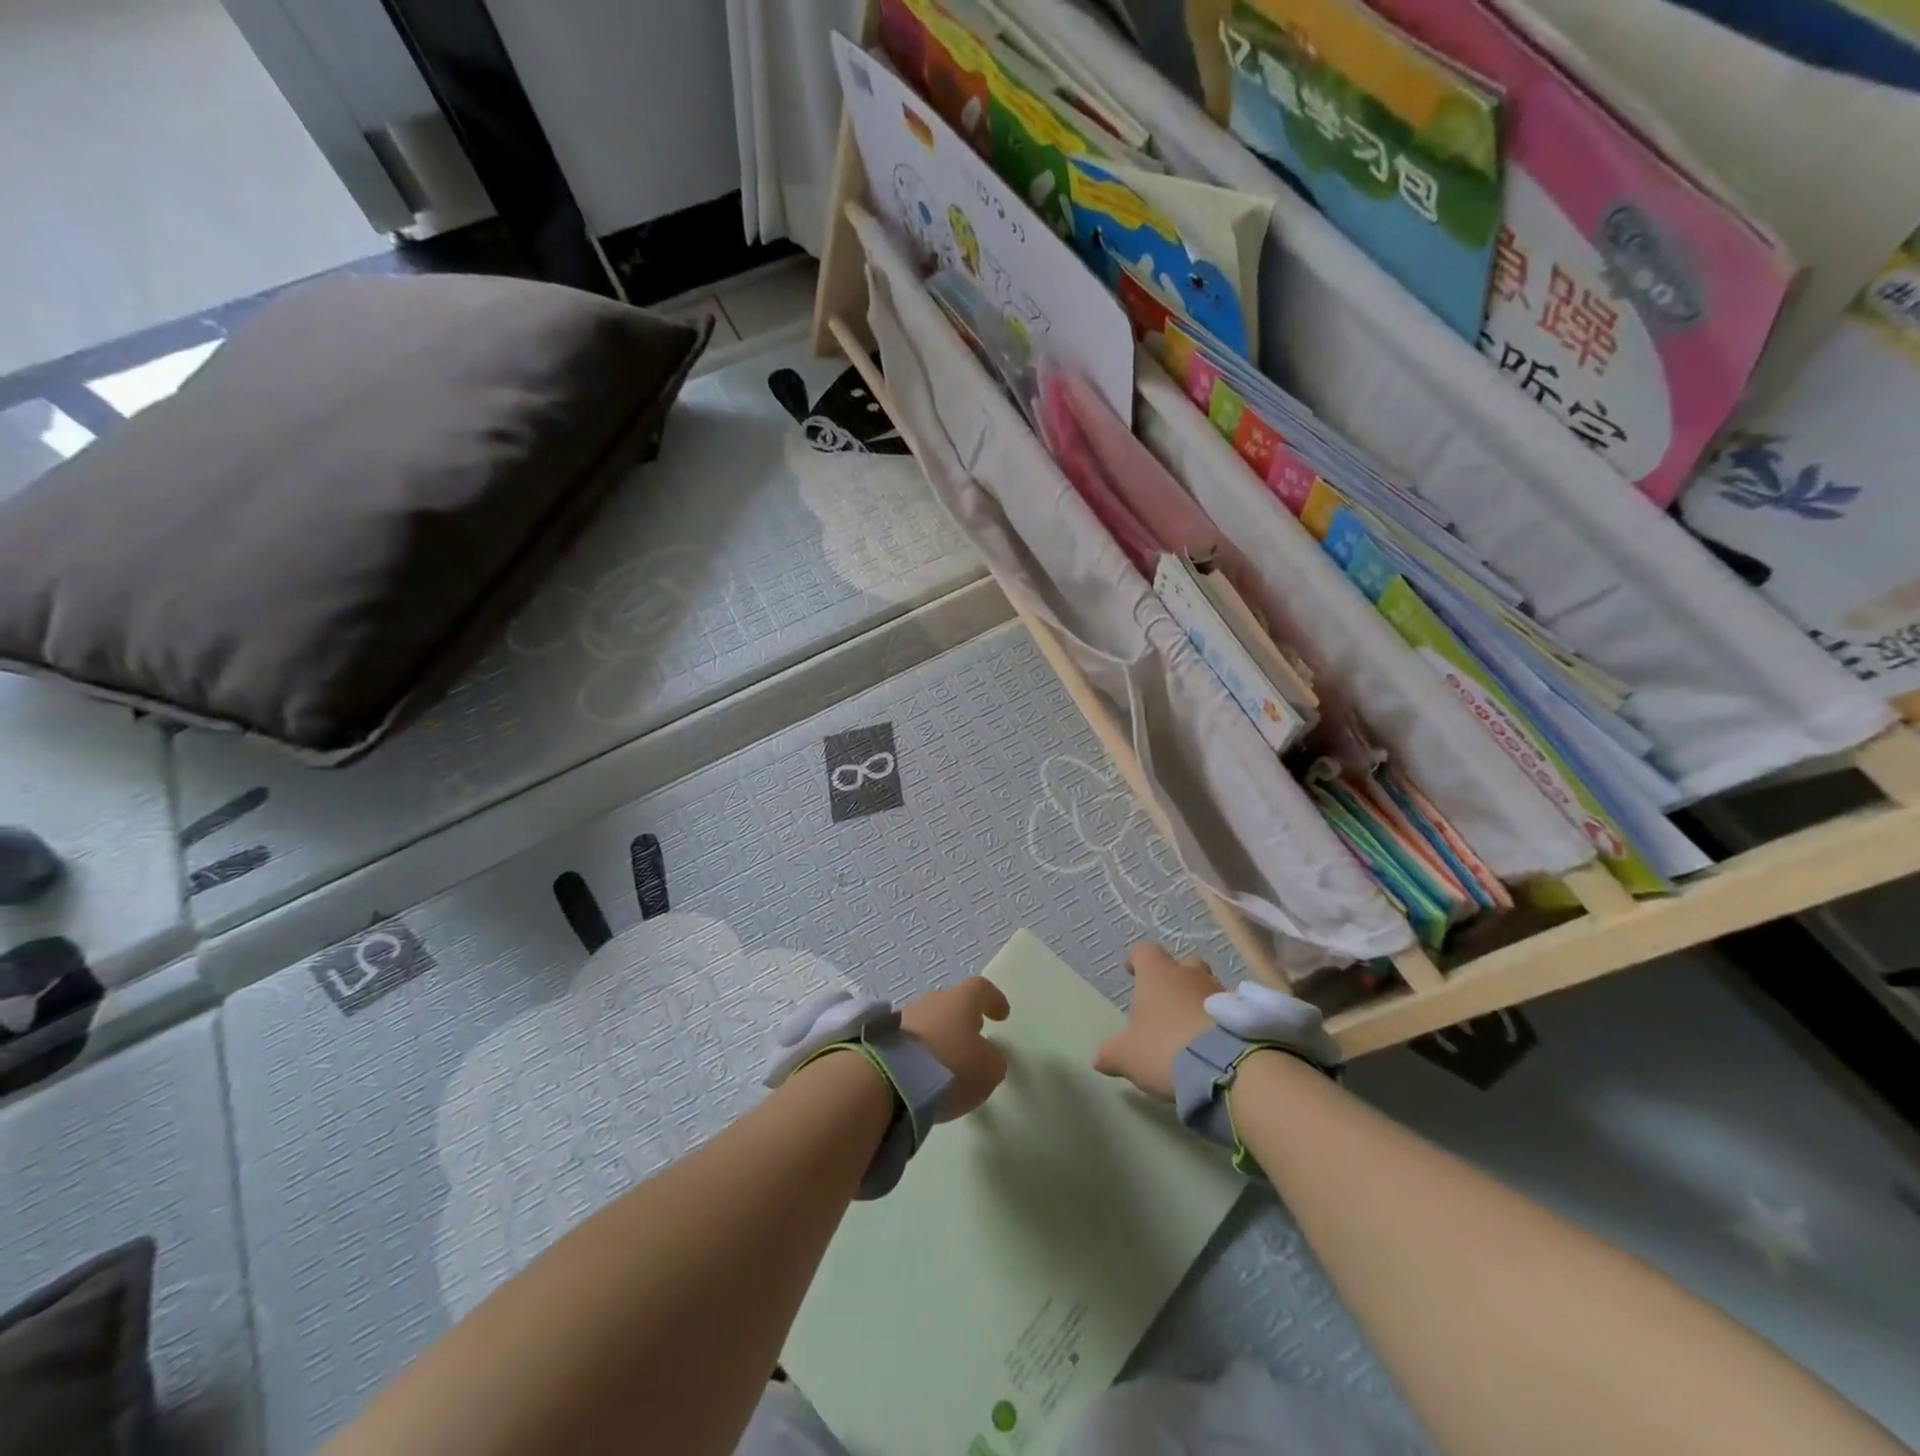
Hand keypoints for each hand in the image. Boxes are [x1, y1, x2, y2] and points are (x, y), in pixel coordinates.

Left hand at [899, 976, 1010, 1121]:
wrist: (891, 1079)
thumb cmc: (951, 1066)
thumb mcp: (989, 1069)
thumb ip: (993, 1059)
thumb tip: (987, 1055)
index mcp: (961, 1000)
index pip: (981, 989)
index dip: (993, 1000)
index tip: (1001, 1014)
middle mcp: (932, 1001)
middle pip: (952, 1004)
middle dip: (963, 1020)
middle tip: (972, 1040)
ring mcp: (904, 1017)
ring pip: (929, 1022)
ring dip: (940, 1038)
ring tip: (946, 1064)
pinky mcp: (884, 1039)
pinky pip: (910, 1042)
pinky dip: (920, 1054)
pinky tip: (924, 1073)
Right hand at [1093, 943, 1222, 1100]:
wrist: (1227, 1068)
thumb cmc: (1165, 1048)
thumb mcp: (1127, 1056)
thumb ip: (1111, 1054)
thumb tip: (1099, 1058)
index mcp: (1157, 975)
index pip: (1144, 951)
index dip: (1136, 959)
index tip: (1131, 971)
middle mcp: (1190, 975)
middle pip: (1183, 963)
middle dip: (1174, 977)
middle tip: (1166, 1001)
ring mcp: (1221, 992)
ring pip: (1206, 986)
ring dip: (1198, 1001)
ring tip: (1190, 1029)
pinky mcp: (1244, 1016)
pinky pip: (1228, 1011)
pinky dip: (1219, 1021)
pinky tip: (1213, 1044)